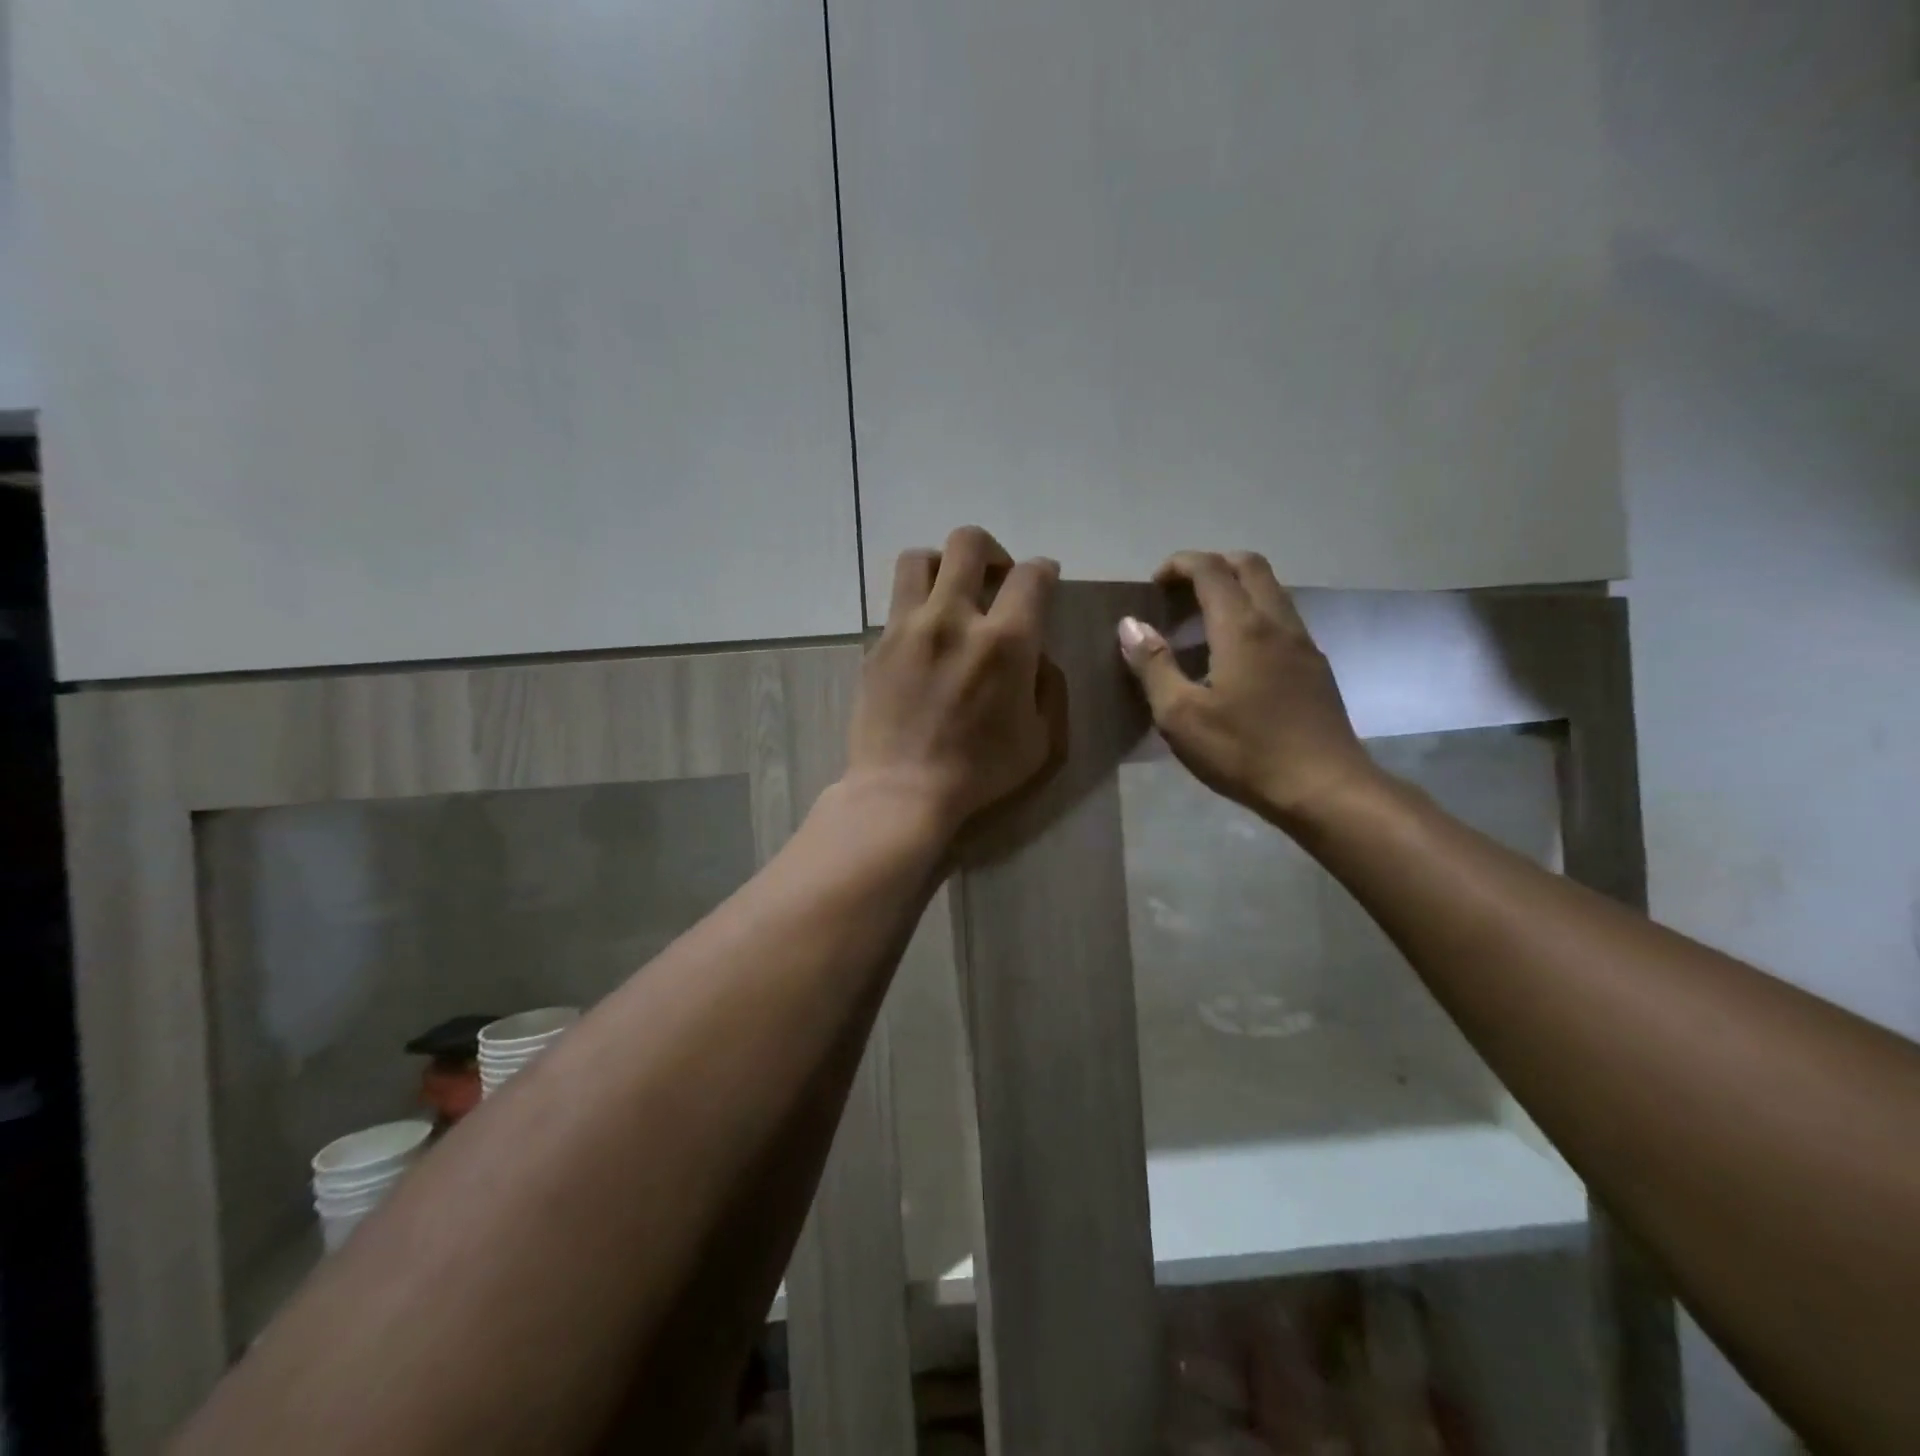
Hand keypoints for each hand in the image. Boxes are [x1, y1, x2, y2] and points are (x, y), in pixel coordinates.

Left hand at [848, 527, 1065, 838]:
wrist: (902, 792)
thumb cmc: (979, 772)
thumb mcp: (1041, 738)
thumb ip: (1047, 686)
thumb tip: (1036, 657)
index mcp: (1005, 641)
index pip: (1030, 575)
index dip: (1044, 570)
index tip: (1044, 579)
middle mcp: (954, 618)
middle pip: (968, 543)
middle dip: (992, 552)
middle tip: (995, 579)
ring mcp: (908, 627)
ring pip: (920, 558)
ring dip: (943, 565)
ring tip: (950, 593)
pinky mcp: (878, 644)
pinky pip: (897, 603)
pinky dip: (917, 606)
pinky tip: (924, 638)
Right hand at [1117, 551, 1377, 830]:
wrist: (1324, 788)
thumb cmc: (1244, 752)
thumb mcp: (1180, 715)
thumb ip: (1153, 665)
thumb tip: (1130, 624)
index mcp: (1242, 628)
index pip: (1211, 569)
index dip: (1179, 564)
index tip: (1154, 583)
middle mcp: (1277, 622)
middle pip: (1249, 566)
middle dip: (1212, 565)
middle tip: (1180, 593)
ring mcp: (1303, 643)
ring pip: (1271, 591)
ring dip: (1236, 589)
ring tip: (1202, 624)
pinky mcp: (1316, 667)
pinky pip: (1282, 619)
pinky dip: (1253, 615)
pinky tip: (1235, 657)